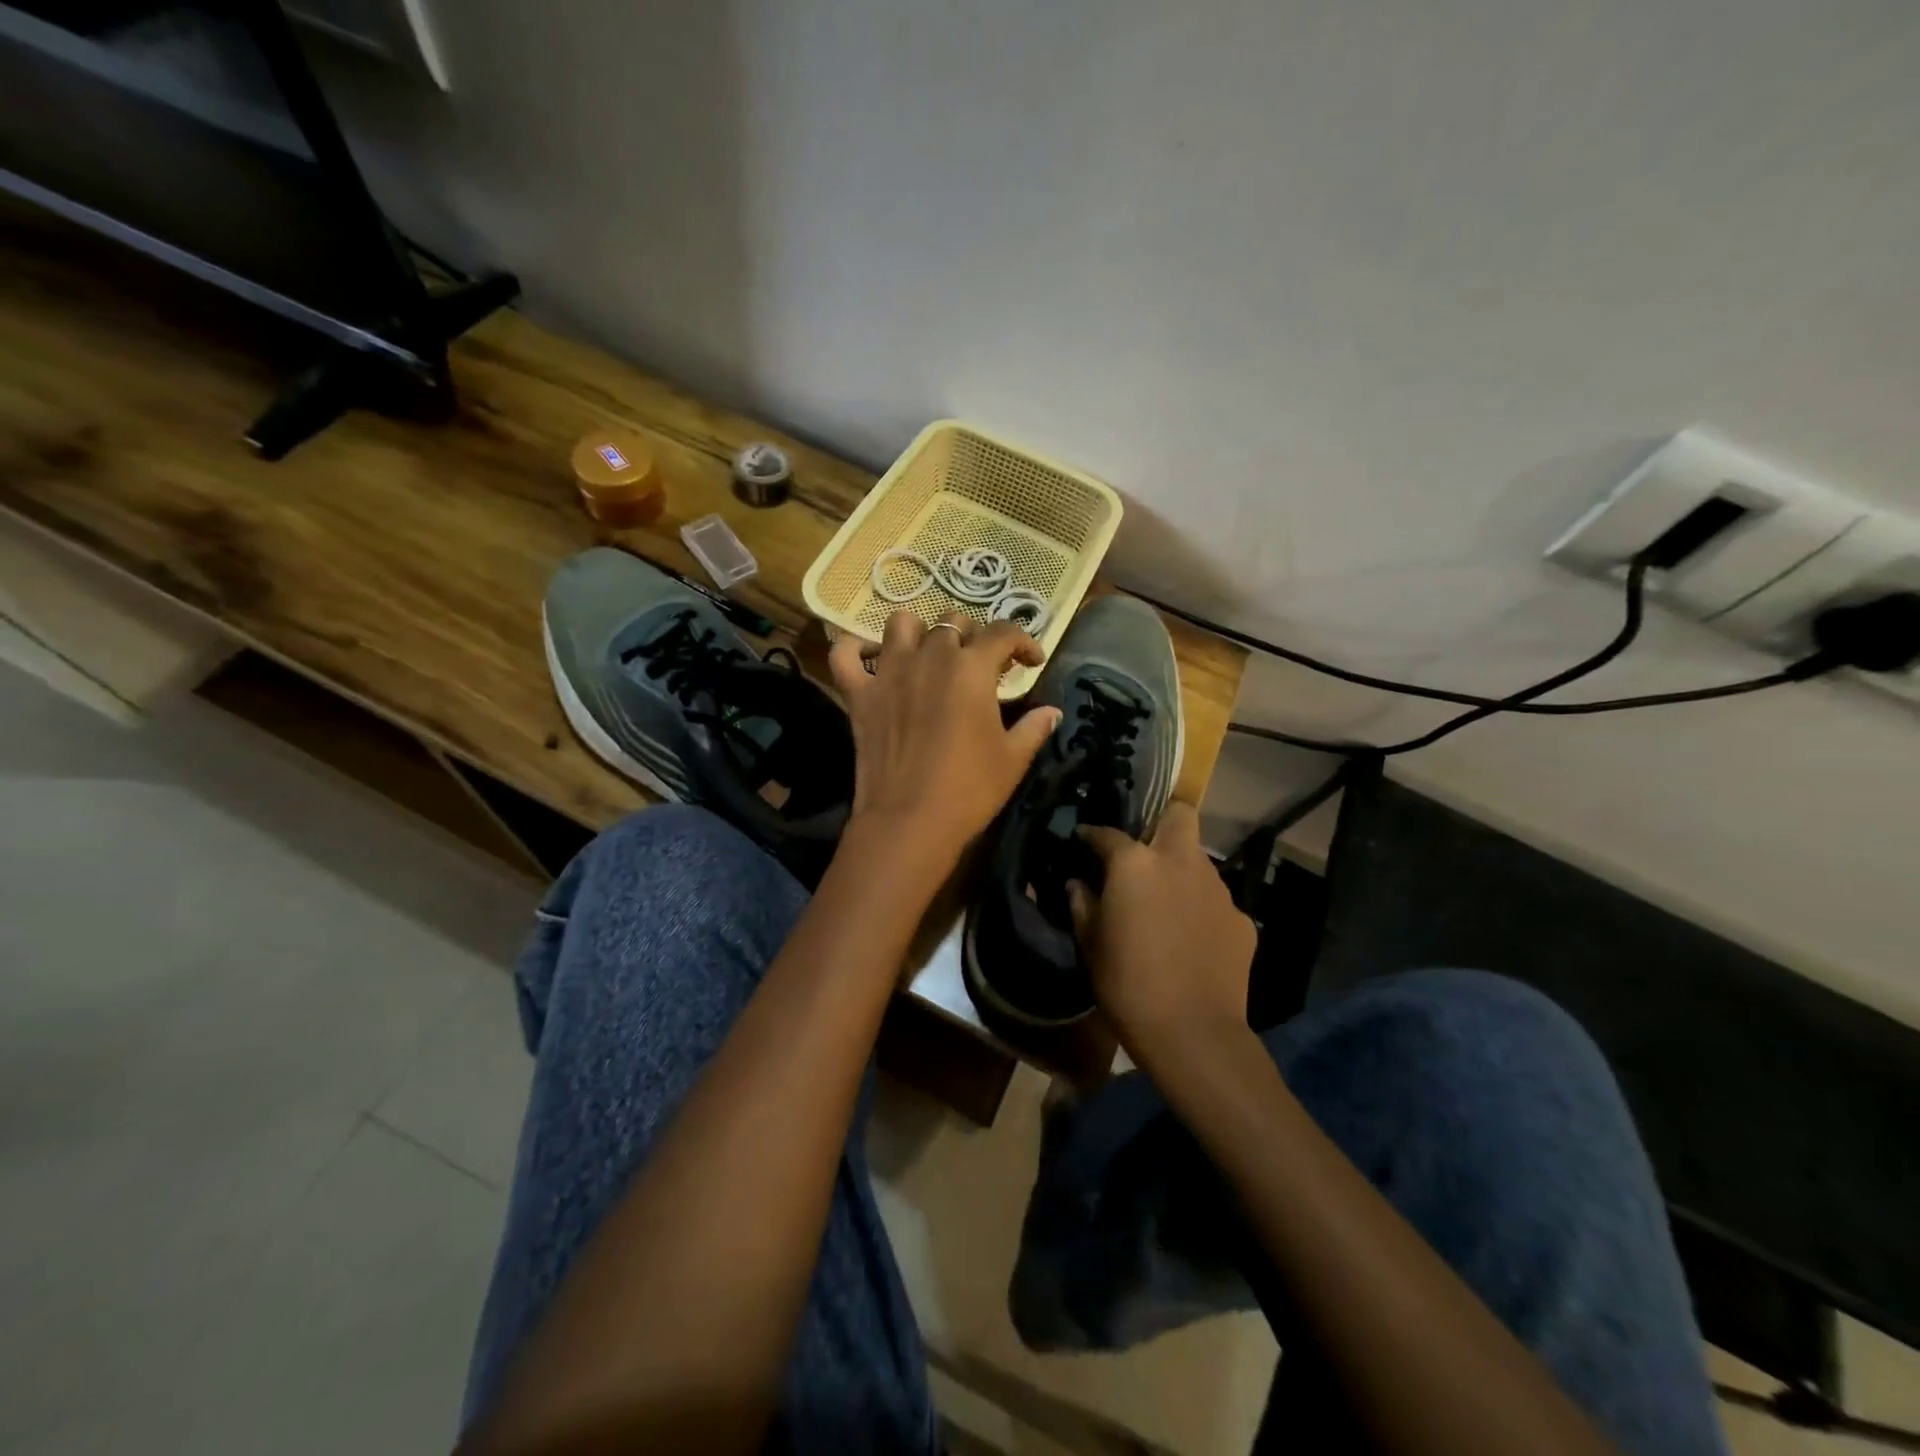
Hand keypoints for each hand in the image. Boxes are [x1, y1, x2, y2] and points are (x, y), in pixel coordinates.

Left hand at [829, 610, 1060, 865]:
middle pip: (953, 622)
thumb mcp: (1013, 759)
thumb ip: (1035, 728)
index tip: (1032, 661)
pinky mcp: (858, 694)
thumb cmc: (969, 789)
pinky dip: (855, 649)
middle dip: (973, 636)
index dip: (1024, 641)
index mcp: (972, 668)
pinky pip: (844, 654)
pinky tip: (871, 660)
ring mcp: (889, 672)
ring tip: (929, 654)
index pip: (1003, 632)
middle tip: (981, 665)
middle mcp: (930, 656)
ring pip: (901, 623)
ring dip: (919, 632)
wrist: (910, 820)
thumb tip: (1052, 712)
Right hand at [1071, 803, 1257, 1065]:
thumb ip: (1081, 903)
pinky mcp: (1241, 919)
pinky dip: (1200, 909)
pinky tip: (1191, 938)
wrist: (1193, 1033)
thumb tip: (1077, 883)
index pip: (1107, 833)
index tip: (1082, 841)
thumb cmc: (1127, 984)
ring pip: (1198, 860)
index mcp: (1136, 863)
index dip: (1091, 835)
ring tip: (1165, 903)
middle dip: (1162, 822)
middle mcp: (1181, 862)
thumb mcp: (1090, 943)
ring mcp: (1218, 889)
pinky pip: (1214, 901)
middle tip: (1144, 851)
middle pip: (1180, 815)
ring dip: (1180, 871)